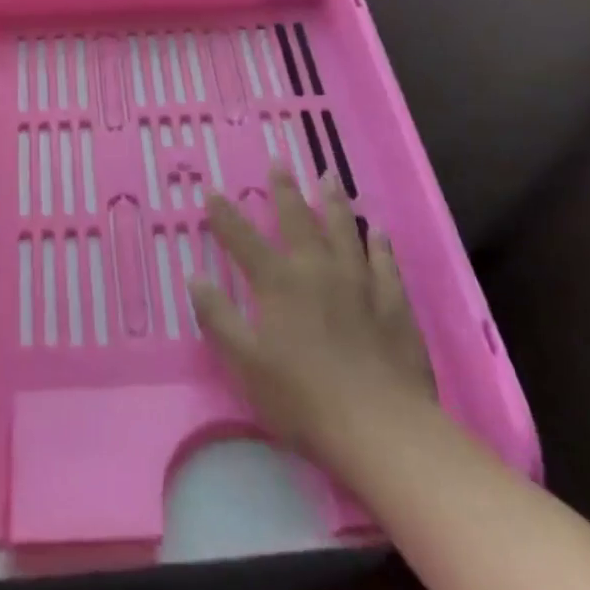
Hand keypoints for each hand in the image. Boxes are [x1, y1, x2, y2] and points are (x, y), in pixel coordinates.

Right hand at [190, 168, 435, 469]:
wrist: (381, 427)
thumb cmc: (303, 398)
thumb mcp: (246, 363)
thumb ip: (219, 318)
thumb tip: (195, 277)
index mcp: (278, 283)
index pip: (243, 239)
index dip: (225, 215)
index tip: (212, 191)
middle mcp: (316, 270)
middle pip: (297, 221)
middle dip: (283, 191)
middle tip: (278, 162)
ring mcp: (359, 282)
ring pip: (344, 230)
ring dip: (334, 202)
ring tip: (328, 177)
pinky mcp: (393, 303)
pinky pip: (384, 263)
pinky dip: (379, 244)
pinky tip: (378, 230)